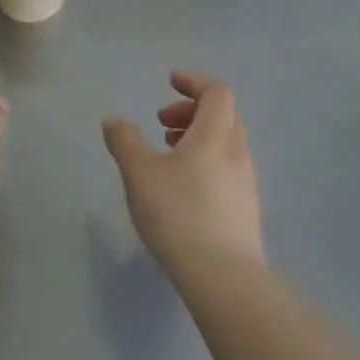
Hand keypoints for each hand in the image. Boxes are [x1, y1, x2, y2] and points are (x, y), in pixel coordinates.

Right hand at [102, 72, 263, 282]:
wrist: (223, 277)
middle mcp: (237, 153)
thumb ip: (125, 141)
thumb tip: (114, 120)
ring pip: (226, 144)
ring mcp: (246, 183)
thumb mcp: (139, 173)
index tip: (170, 82)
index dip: (194, 82)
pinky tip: (184, 188)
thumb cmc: (178, 214)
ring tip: (169, 155)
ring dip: (198, 137)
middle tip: (163, 124)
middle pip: (223, 116)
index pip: (216, 93)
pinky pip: (228, 168)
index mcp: (215, 135)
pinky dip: (206, 161)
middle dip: (192, 111)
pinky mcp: (246, 209)